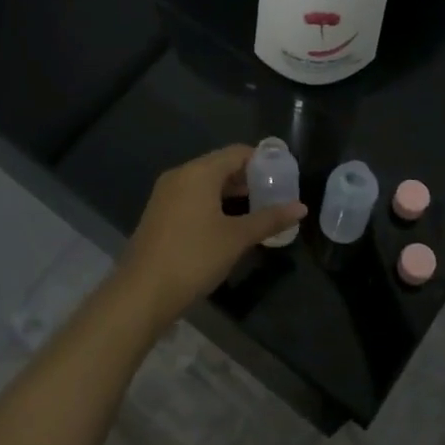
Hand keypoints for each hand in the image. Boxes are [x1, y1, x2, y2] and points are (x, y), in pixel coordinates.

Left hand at [114, 146, 305, 330]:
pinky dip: (214, 203)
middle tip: (276, 194)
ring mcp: (166, 194)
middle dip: (249, 178)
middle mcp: (181, 175)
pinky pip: (193, 197)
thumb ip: (269, 219)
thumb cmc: (194, 257)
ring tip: (259, 210)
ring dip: (232, 193)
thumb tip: (301, 208)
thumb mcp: (237, 238)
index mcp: (199, 172)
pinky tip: (230, 223)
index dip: (263, 161)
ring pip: (206, 183)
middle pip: (221, 166)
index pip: (238, 153)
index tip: (285, 175)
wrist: (142, 292)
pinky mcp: (160, 213)